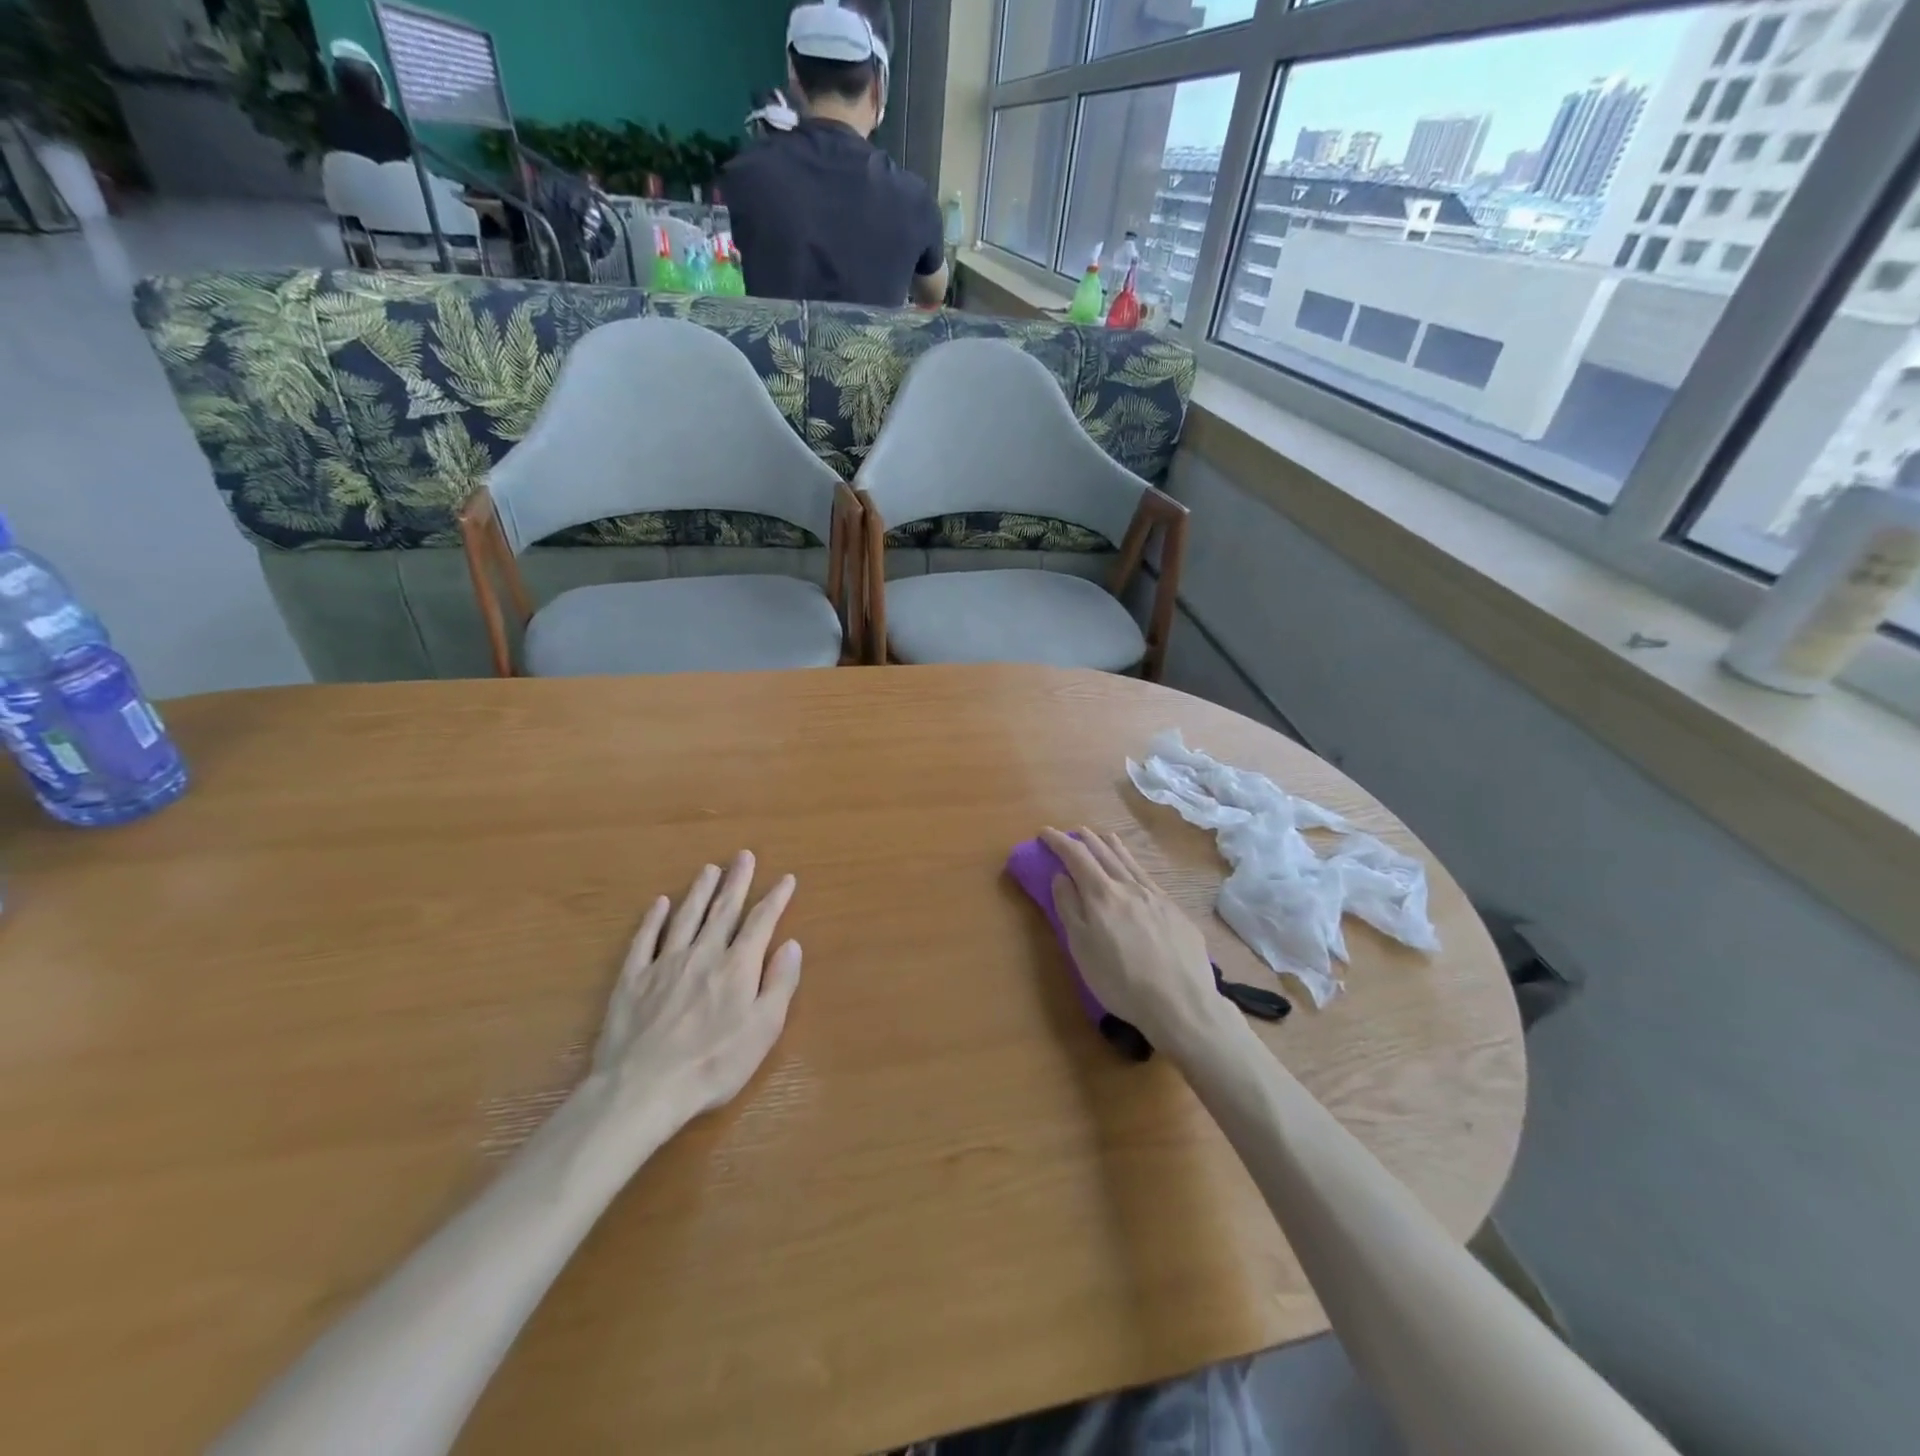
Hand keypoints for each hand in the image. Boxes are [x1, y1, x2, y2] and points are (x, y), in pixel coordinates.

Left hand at [591, 851, 802, 1128]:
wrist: (642, 1089)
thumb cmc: (713, 1065)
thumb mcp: (762, 1030)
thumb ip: (779, 984)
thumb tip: (791, 944)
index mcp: (737, 967)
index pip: (760, 922)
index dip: (775, 899)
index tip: (785, 879)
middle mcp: (702, 954)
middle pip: (722, 910)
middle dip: (736, 882)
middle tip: (743, 856)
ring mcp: (664, 964)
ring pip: (686, 917)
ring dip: (700, 892)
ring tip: (709, 869)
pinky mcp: (632, 979)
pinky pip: (644, 940)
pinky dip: (653, 919)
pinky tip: (659, 904)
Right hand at [1042, 827, 1237, 1057]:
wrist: (1181, 1003)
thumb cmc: (1121, 981)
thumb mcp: (1082, 948)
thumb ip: (1069, 908)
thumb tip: (1060, 876)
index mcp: (1102, 895)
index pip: (1076, 856)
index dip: (1059, 841)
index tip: (1045, 833)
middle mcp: (1129, 886)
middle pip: (1104, 853)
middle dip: (1084, 840)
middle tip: (1072, 833)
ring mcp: (1156, 897)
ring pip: (1130, 861)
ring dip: (1111, 845)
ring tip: (1103, 837)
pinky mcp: (1176, 911)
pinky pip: (1148, 876)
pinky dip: (1134, 864)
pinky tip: (1135, 871)